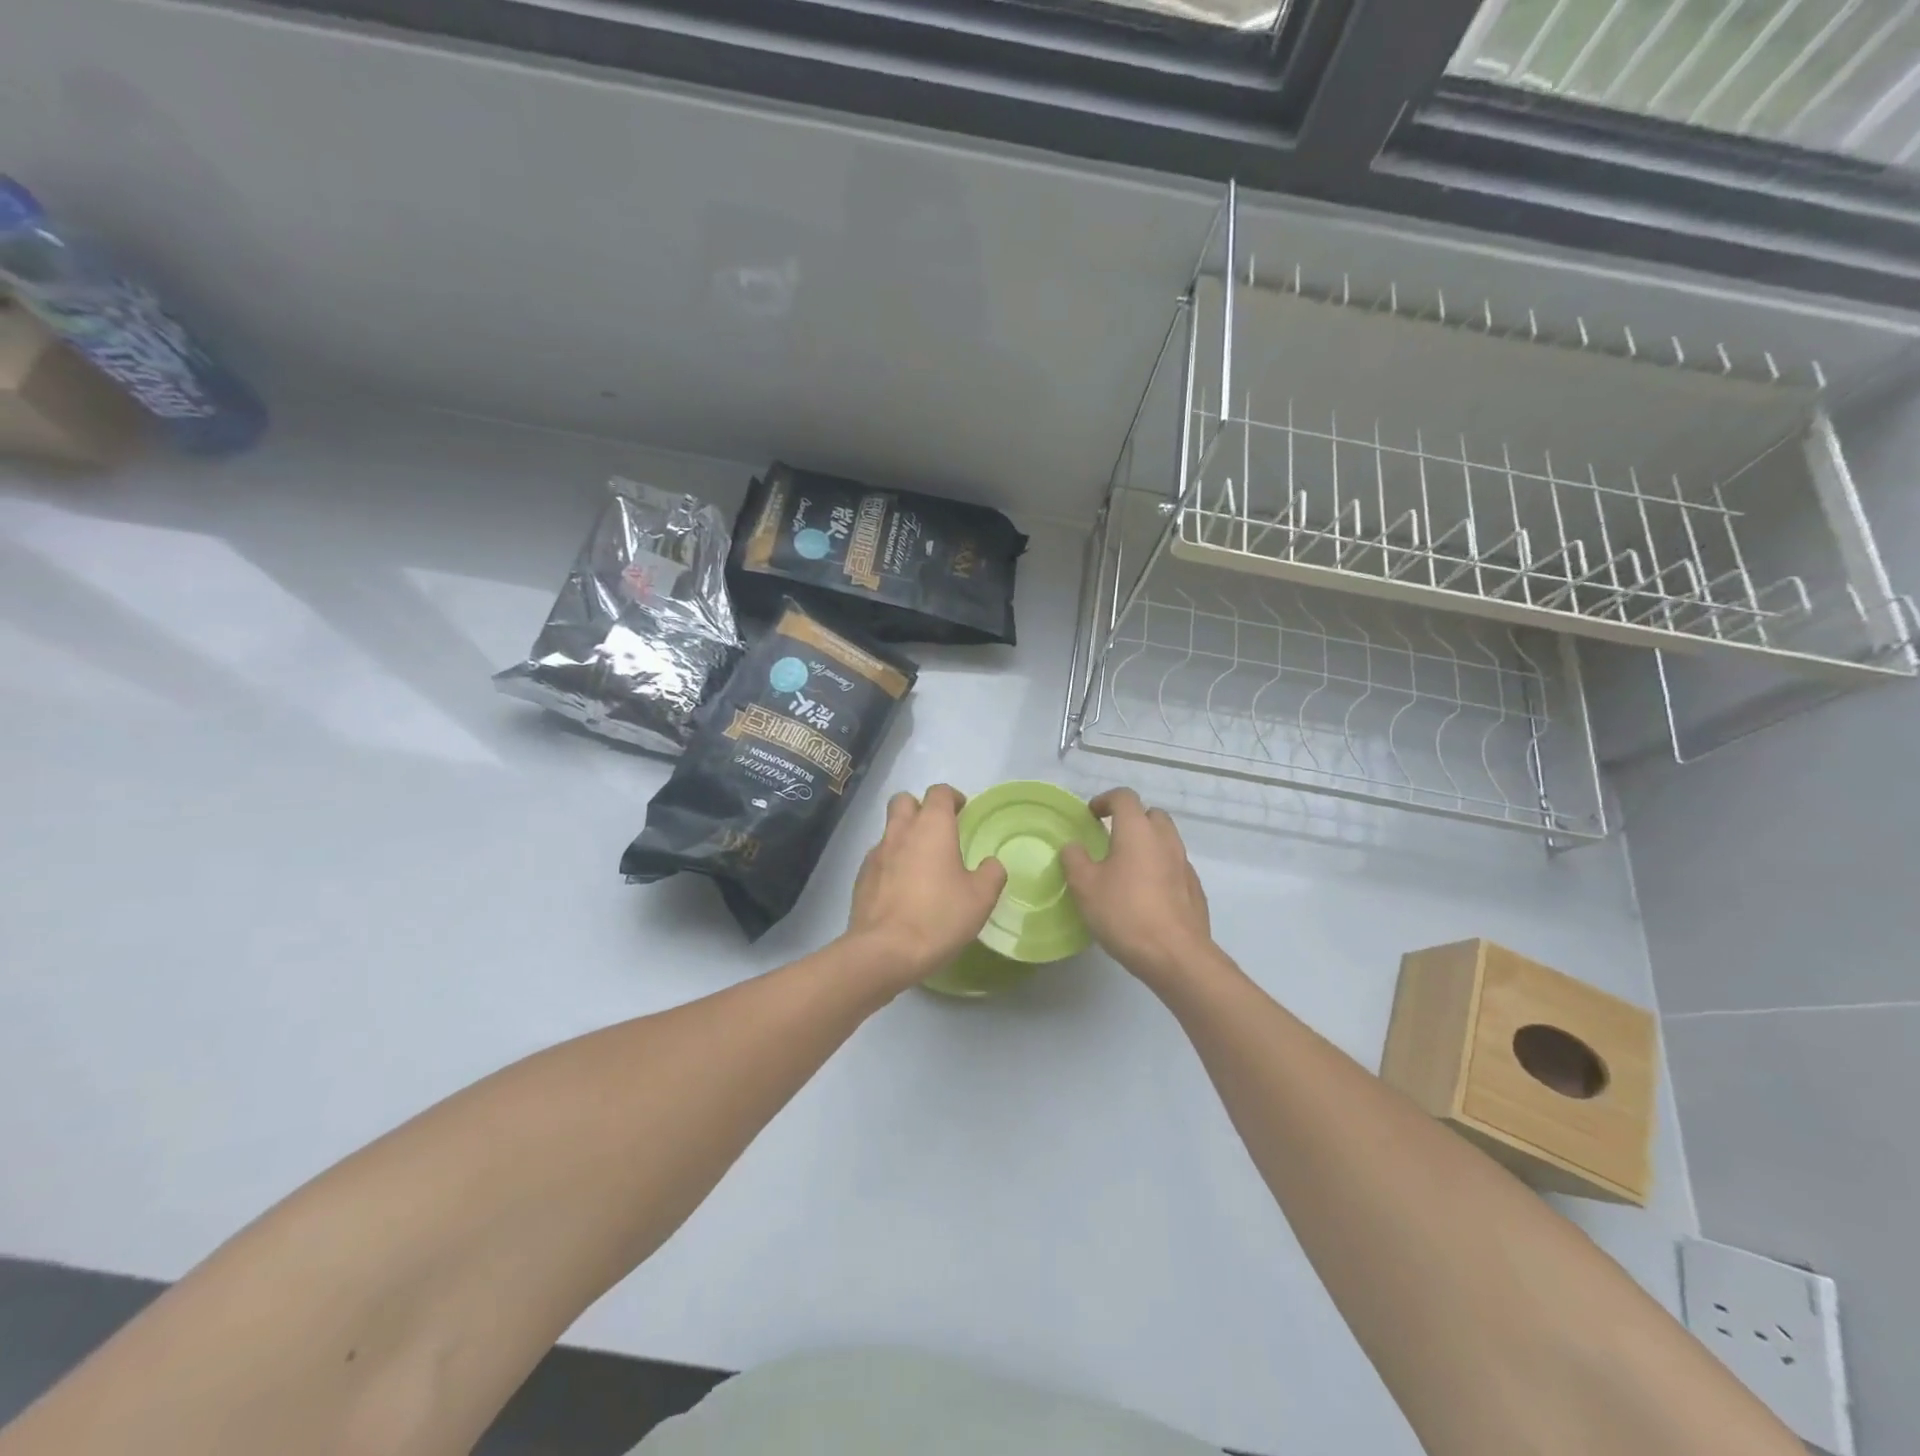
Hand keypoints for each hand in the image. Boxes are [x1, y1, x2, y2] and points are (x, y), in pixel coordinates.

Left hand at [846, 785, 1006, 985]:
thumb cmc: (938, 917)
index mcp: (932, 827)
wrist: (884, 951)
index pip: (938, 792)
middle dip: (919, 807)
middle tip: (937, 830)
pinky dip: (891, 863)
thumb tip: (990, 864)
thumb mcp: (980, 899)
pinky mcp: (861, 877)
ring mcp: (876, 853)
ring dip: (904, 836)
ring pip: (889, 829)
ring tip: (920, 864)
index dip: (951, 797)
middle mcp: (900, 831)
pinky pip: (878, 858)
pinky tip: (901, 888)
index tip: (962, 811)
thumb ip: (991, 874)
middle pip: (904, 800)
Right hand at [1060, 788, 1213, 987]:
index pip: (1124, 797)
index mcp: (1137, 831)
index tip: (1091, 816)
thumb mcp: (1085, 886)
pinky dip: (1159, 869)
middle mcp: (1165, 840)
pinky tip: (1146, 894)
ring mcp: (1185, 864)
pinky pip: (1175, 867)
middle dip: (1131, 820)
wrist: (1176, 956)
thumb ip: (1074, 859)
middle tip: (1110, 839)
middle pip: (1151, 814)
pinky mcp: (1195, 889)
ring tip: (1126, 869)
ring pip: (1166, 841)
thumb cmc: (1125, 913)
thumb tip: (1074, 846)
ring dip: (1147, 845)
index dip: (1105, 800)